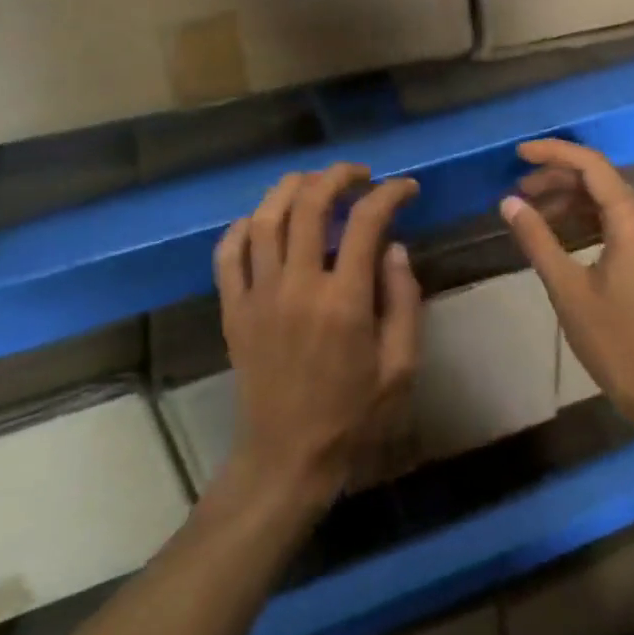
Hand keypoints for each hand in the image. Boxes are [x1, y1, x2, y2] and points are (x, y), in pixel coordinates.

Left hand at [214, 164, 420, 515]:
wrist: (286, 459)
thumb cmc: (353, 417)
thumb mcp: (401, 367)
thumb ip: (404, 301)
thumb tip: (395, 248)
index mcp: (344, 301)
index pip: (366, 223)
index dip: (389, 194)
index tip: (406, 189)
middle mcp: (297, 286)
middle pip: (309, 204)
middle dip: (337, 176)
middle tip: (358, 175)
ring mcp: (258, 296)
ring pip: (264, 218)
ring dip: (290, 188)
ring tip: (314, 184)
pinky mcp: (233, 310)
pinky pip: (227, 254)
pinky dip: (243, 227)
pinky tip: (263, 221)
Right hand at [500, 139, 633, 417]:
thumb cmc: (615, 340)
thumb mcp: (567, 288)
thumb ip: (537, 239)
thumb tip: (508, 202)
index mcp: (633, 219)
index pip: (591, 165)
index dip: (553, 153)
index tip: (518, 154)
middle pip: (599, 180)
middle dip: (556, 178)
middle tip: (517, 191)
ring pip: (605, 200)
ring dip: (568, 200)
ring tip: (530, 211)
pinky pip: (614, 221)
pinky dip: (583, 219)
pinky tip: (556, 232)